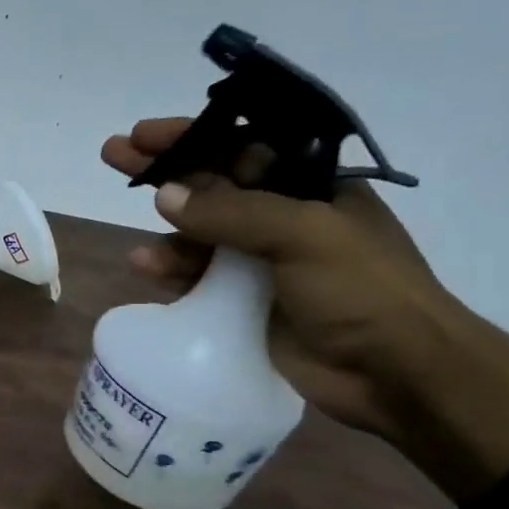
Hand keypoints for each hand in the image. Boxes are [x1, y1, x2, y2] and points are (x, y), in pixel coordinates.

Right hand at [102, 118, 461, 438]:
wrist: (394, 373)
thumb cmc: (363, 290)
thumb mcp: (303, 235)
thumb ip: (231, 213)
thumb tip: (164, 195)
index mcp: (310, 188)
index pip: (242, 148)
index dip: (193, 138)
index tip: (145, 135)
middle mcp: (282, 218)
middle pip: (211, 186)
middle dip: (164, 173)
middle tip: (114, 156)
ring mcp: (261, 262)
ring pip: (198, 235)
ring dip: (165, 235)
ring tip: (141, 251)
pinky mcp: (242, 303)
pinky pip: (195, 277)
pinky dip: (170, 271)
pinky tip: (147, 269)